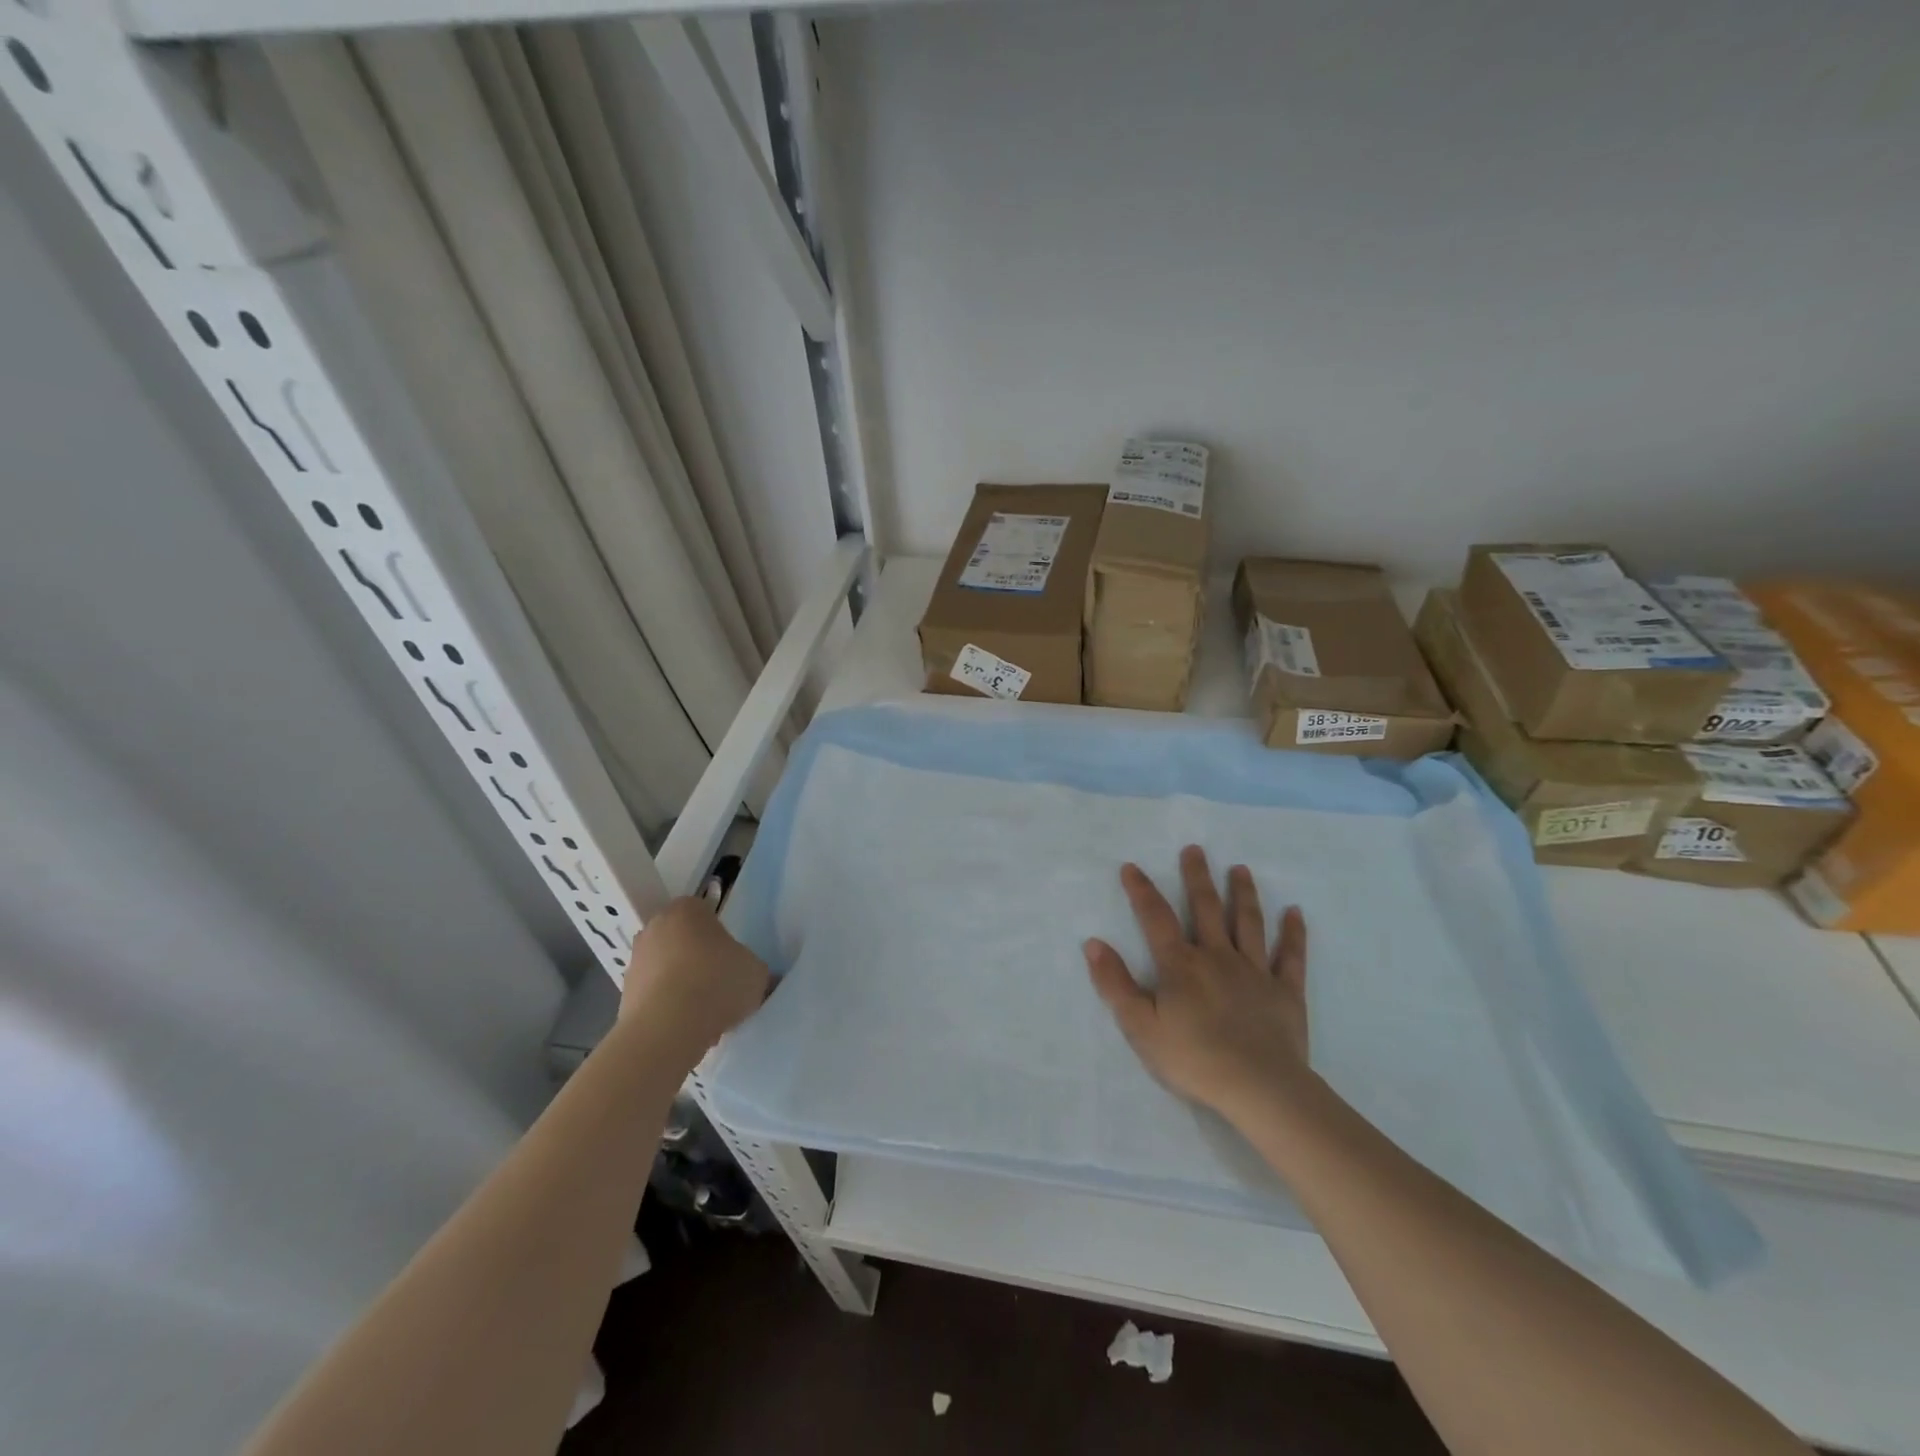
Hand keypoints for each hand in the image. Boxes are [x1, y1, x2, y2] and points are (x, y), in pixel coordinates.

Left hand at [620, 898, 769, 1055]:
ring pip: (668, 968)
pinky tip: (687, 1026)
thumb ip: (752, 966)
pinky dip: (668, 1007)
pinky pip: (655, 995)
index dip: (721, 935)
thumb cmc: (716, 984)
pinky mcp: (624, 994)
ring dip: (682, 984)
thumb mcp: (756, 971)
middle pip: (683, 939)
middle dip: (699, 958)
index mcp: (687, 909)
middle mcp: (655, 927)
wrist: (666, 1030)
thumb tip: (749, 973)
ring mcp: (635, 960)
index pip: (706, 912)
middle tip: (720, 982)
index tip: (732, 957)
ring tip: (705, 1013)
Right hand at [1084, 845, 1310, 1122]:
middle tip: (1195, 849)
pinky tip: (1295, 913)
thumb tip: (1094, 943)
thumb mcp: (1140, 1026)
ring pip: (1248, 923)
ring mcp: (1254, 971)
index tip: (1132, 867)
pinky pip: (1290, 956)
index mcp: (1180, 965)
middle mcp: (1217, 957)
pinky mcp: (1285, 992)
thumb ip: (1115, 984)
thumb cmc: (1193, 1059)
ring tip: (1240, 869)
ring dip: (1244, 894)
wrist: (1259, 1088)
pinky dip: (1293, 933)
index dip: (1141, 891)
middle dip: (1197, 877)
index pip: (1155, 918)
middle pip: (1206, 908)